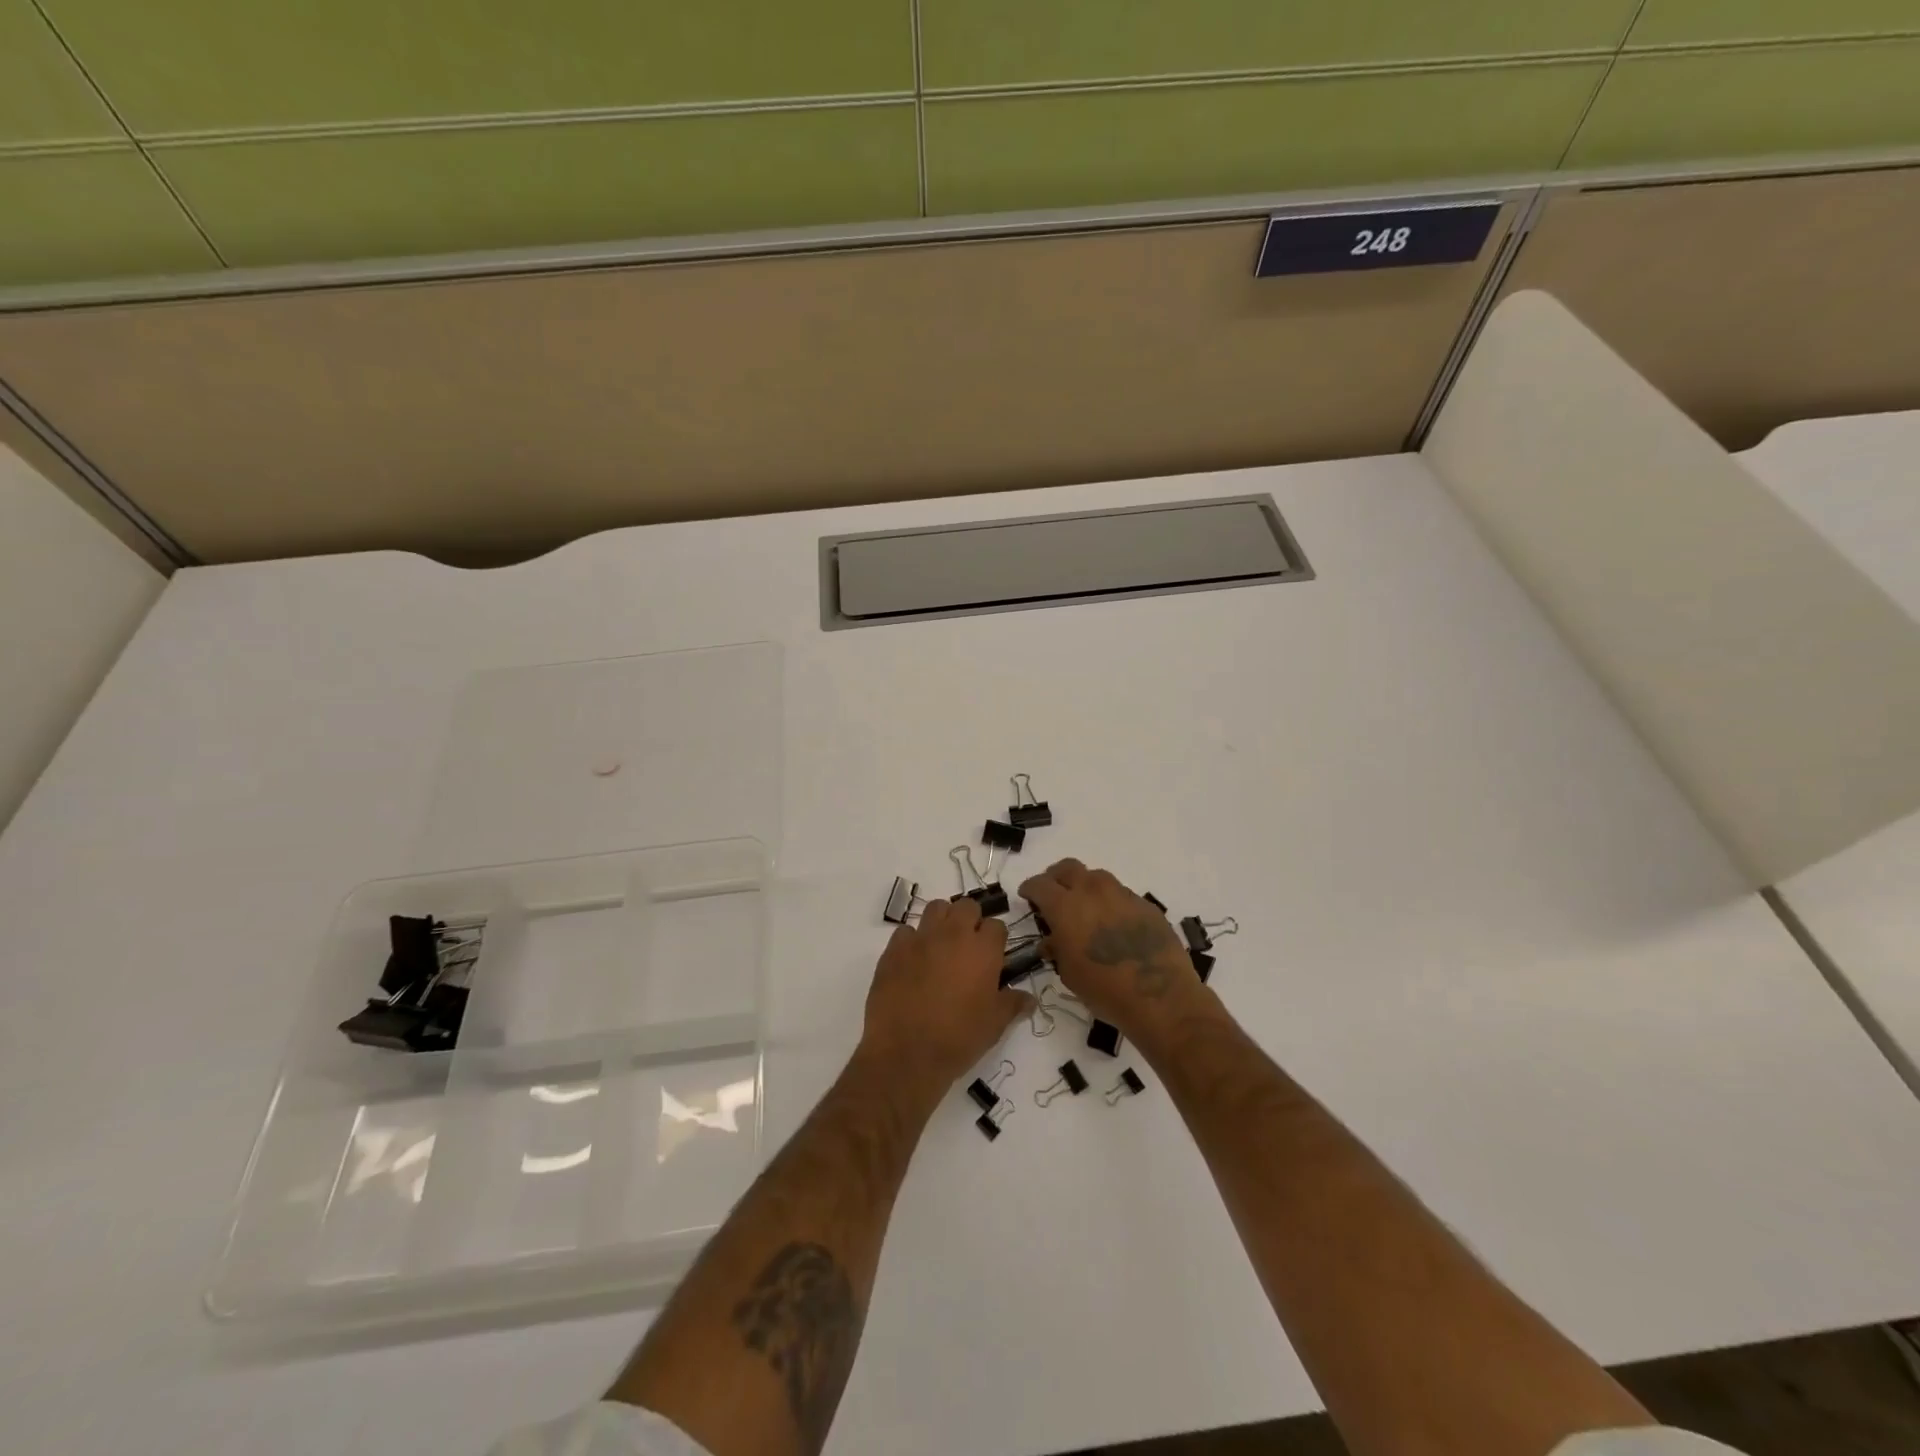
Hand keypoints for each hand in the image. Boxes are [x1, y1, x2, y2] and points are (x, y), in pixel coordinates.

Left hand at [860, 897, 1035, 1093]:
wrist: (906, 1052)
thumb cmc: (958, 1038)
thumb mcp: (994, 1025)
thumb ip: (1012, 1004)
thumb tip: (1029, 999)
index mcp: (983, 950)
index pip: (996, 926)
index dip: (996, 940)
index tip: (993, 957)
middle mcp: (953, 934)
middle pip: (967, 906)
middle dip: (970, 920)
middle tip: (968, 947)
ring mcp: (921, 938)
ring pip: (936, 908)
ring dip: (942, 921)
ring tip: (942, 946)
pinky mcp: (894, 949)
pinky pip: (906, 931)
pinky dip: (912, 941)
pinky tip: (913, 961)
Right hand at [1018, 859, 1210, 1044]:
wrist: (1160, 997)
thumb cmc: (1105, 990)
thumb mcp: (1069, 974)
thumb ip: (1057, 949)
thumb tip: (1052, 940)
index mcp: (1066, 907)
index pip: (1040, 884)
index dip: (1030, 888)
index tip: (1027, 896)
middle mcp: (1092, 891)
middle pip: (1068, 867)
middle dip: (1056, 877)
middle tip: (1054, 895)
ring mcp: (1122, 894)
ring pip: (1096, 877)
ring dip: (1085, 887)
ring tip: (1086, 909)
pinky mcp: (1145, 904)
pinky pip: (1120, 894)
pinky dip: (1110, 902)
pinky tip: (1114, 925)